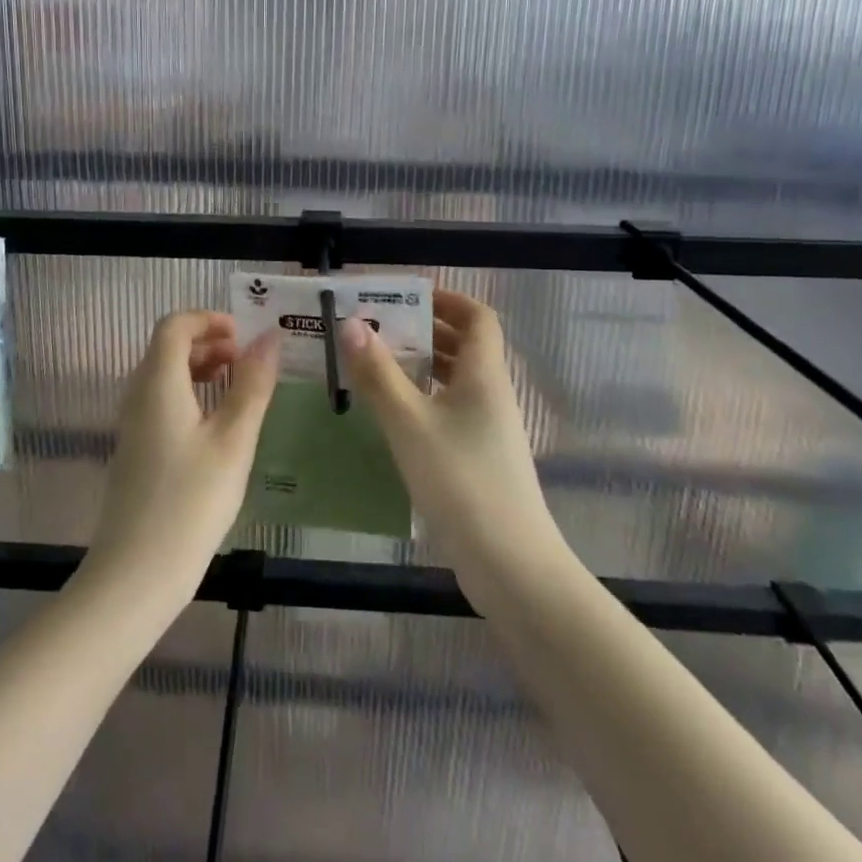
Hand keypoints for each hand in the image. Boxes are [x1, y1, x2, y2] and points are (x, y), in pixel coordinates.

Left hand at [82, 311, 280, 604]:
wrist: (136, 573)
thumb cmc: (191, 502)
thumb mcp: (234, 441)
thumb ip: (252, 385)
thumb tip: (269, 338)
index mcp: (158, 383)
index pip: (174, 325)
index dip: (209, 320)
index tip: (244, 337)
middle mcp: (137, 394)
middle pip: (167, 346)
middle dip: (208, 342)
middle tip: (247, 362)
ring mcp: (132, 423)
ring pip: (164, 374)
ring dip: (200, 368)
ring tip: (238, 389)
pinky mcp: (135, 449)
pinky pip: (160, 401)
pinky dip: (189, 394)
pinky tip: (216, 425)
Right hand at [336, 290, 560, 575]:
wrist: (510, 564)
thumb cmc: (460, 481)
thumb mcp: (409, 423)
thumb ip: (378, 373)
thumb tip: (351, 323)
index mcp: (484, 374)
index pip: (477, 317)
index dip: (447, 299)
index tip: (405, 297)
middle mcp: (491, 394)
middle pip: (465, 345)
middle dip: (424, 329)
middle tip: (377, 327)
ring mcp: (488, 428)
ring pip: (456, 379)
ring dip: (421, 364)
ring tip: (376, 363)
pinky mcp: (479, 457)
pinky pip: (450, 409)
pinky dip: (423, 398)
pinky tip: (392, 413)